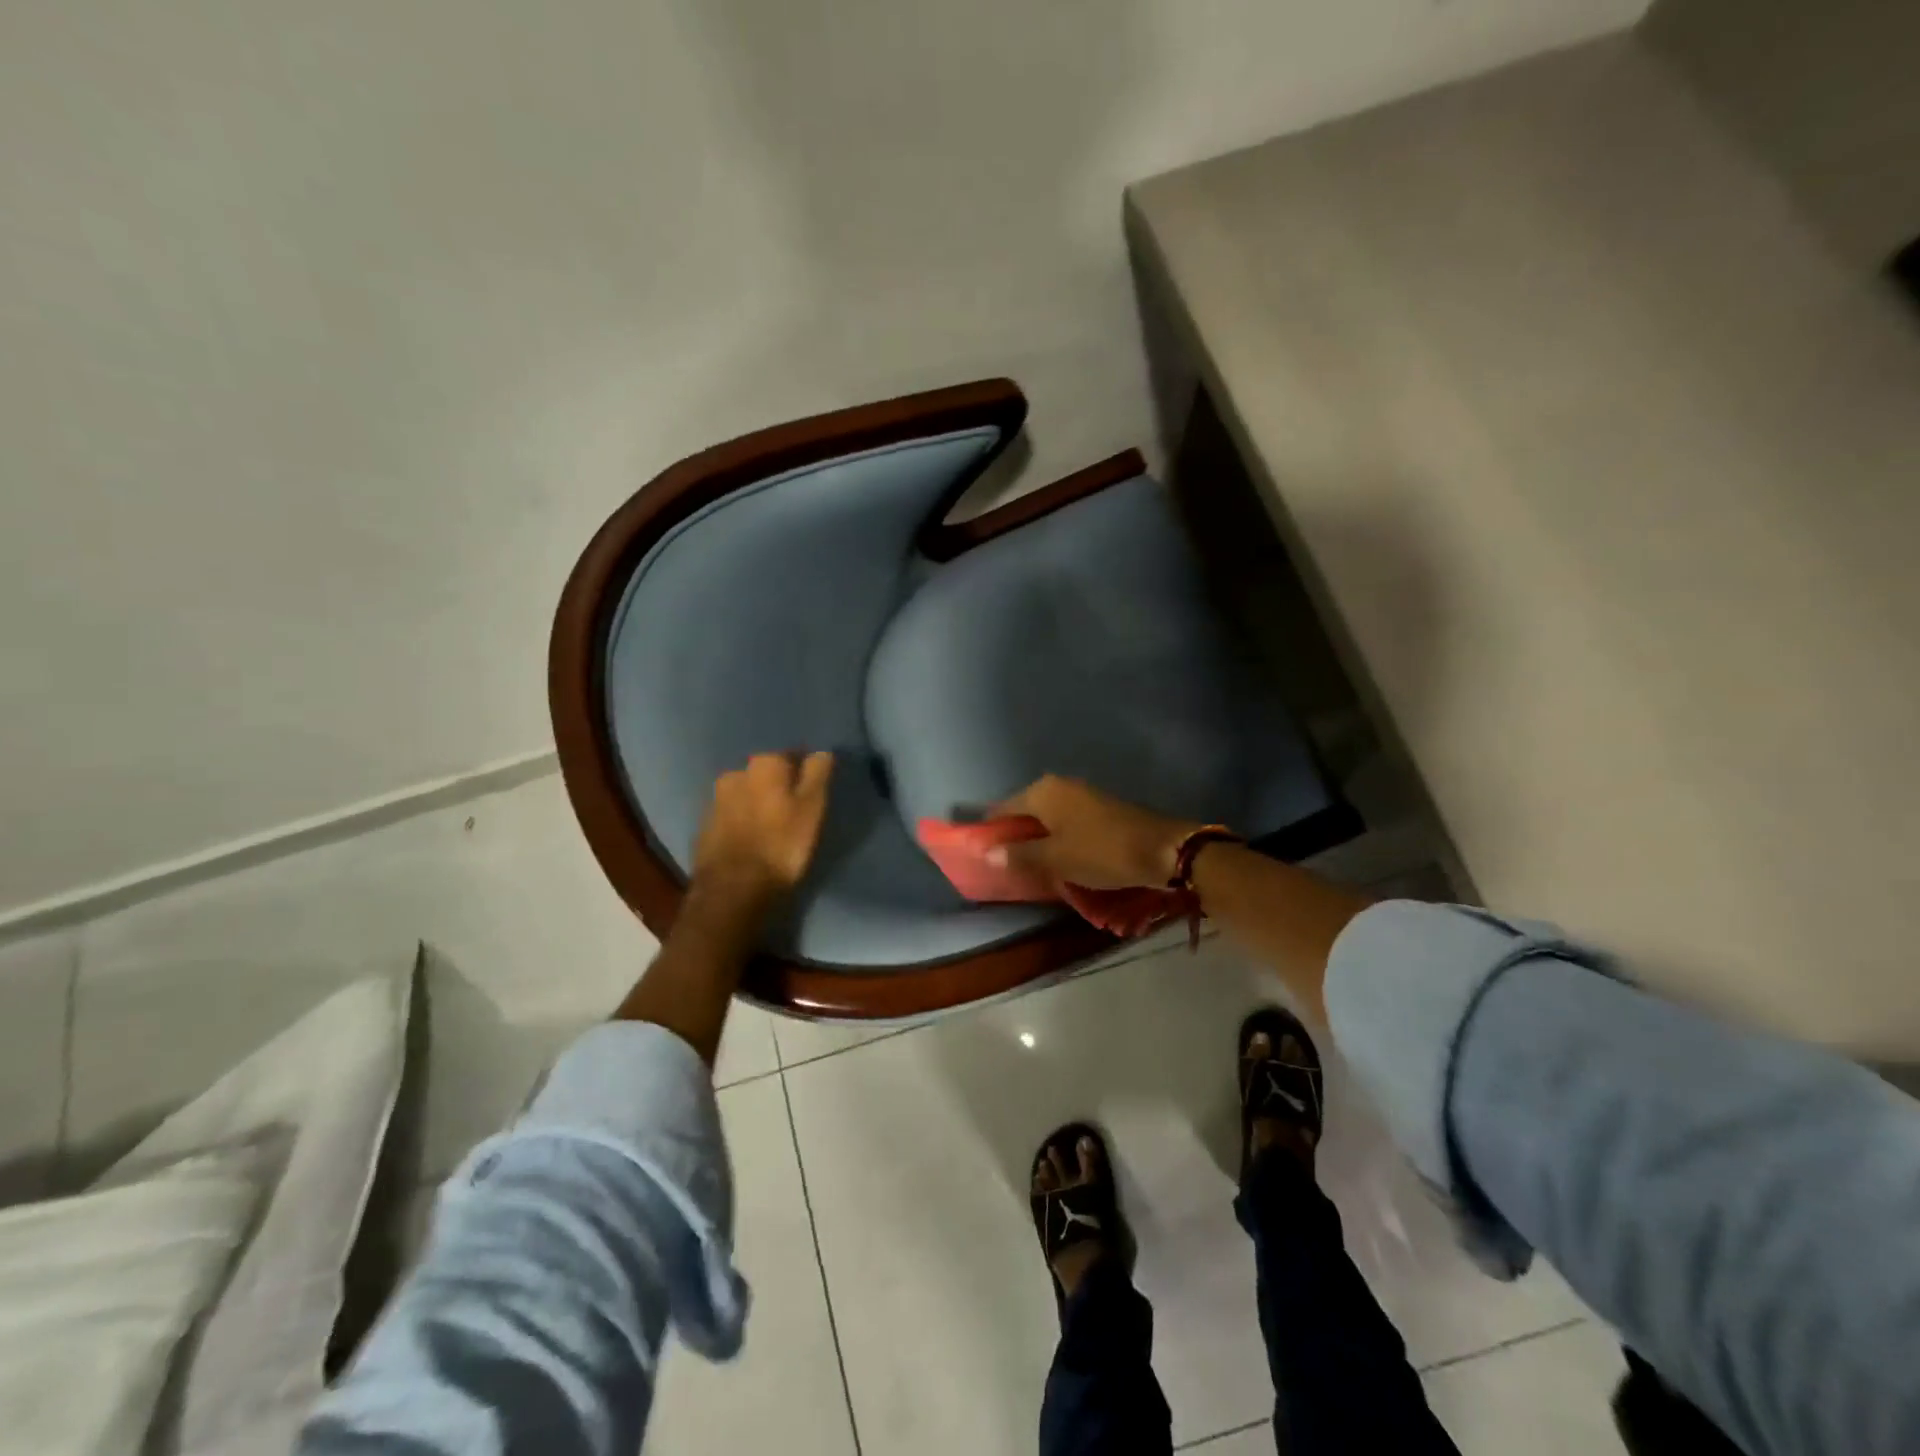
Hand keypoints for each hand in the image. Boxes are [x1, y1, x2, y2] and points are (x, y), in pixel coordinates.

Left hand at [692, 751, 834, 902]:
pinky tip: (751, 839)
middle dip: (778, 786)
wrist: (732, 888)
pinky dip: (741, 822)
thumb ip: (817, 774)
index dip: (805, 773)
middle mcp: (735, 773)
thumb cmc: (781, 844)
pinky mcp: (704, 826)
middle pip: (765, 774)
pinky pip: (730, 816)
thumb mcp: (812, 808)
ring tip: (771, 827)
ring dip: (757, 803)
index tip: (813, 792)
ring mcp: (715, 800)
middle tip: (793, 810)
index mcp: (764, 764)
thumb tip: (822, 751)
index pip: (792, 756)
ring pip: (745, 794)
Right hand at [989, 776, 1202, 889]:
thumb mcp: (1056, 859)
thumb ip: (1020, 855)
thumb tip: (986, 853)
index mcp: (1042, 792)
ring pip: (1046, 818)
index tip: (982, 855)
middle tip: (1006, 866)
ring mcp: (1081, 795)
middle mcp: (1058, 786)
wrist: (1163, 849)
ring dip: (1036, 839)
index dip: (990, 831)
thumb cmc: (1102, 852)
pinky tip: (1057, 858)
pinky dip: (1057, 838)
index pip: (1002, 808)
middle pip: (1023, 811)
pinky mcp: (1098, 808)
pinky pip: (1065, 822)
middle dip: (1013, 836)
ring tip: (1030, 866)